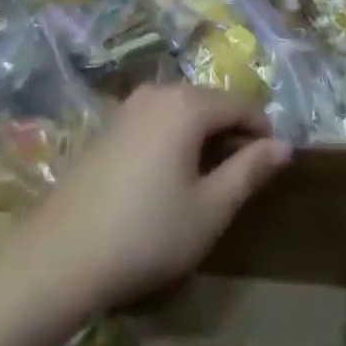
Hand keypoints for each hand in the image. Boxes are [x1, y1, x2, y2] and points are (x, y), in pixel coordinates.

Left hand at [13, 85, 290, 319]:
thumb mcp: (210, 209)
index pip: (240, 104)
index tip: (271, 166)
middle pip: (209, 102)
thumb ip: (249, 171)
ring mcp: (128, 106)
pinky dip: (174, 139)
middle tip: (240, 179)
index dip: (262, 131)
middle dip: (231, 133)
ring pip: (182, 111)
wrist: (61, 253)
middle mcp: (158, 92)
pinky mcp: (108, 125)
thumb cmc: (147, 233)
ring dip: (202, 137)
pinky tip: (169, 179)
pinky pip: (156, 120)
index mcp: (186, 104)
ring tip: (207, 182)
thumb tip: (284, 145)